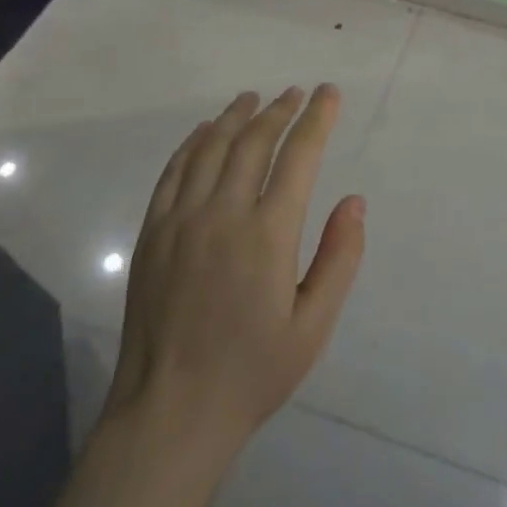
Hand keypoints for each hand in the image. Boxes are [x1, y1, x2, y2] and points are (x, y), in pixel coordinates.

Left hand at [103, 85, 364, 457]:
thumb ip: (339, 259)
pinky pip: (174, 171)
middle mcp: (223, 214)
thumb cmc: (252, 372)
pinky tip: (205, 132)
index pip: (299, 156)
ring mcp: (181, 220)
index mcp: (268, 234)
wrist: (169, 413)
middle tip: (297, 93)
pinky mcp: (152, 232)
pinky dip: (193, 142)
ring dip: (236, 116)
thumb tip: (354, 201)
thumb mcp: (313, 326)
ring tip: (254, 98)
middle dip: (280, 111)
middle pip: (254, 141)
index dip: (317, 118)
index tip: (329, 93)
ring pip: (211, 147)